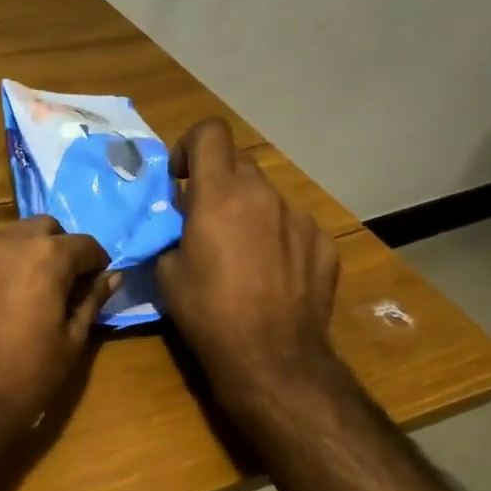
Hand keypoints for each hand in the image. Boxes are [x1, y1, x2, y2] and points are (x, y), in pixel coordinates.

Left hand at [0, 217, 115, 442]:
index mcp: (44, 256)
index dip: (95, 264)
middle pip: (40, 229)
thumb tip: (112, 276)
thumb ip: (92, 300)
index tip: (94, 284)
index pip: (83, 244)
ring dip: (18, 259)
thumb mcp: (71, 342)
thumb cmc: (25, 379)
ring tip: (18, 296)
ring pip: (2, 242)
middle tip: (58, 285)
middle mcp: (3, 244)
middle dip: (56, 249)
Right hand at [156, 119, 342, 417]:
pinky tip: (272, 274)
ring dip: (248, 210)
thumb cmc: (207, 313)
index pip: (210, 132)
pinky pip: (293, 226)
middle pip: (239, 163)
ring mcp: (299, 218)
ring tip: (241, 253)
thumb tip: (181, 224)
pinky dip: (277, 238)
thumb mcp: (167, 272)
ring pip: (267, 196)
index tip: (181, 178)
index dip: (191, 145)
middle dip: (218, 182)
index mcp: (220, 195)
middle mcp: (263, 195)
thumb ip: (172, 233)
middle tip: (205, 220)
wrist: (271, 357)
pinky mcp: (324, 244)